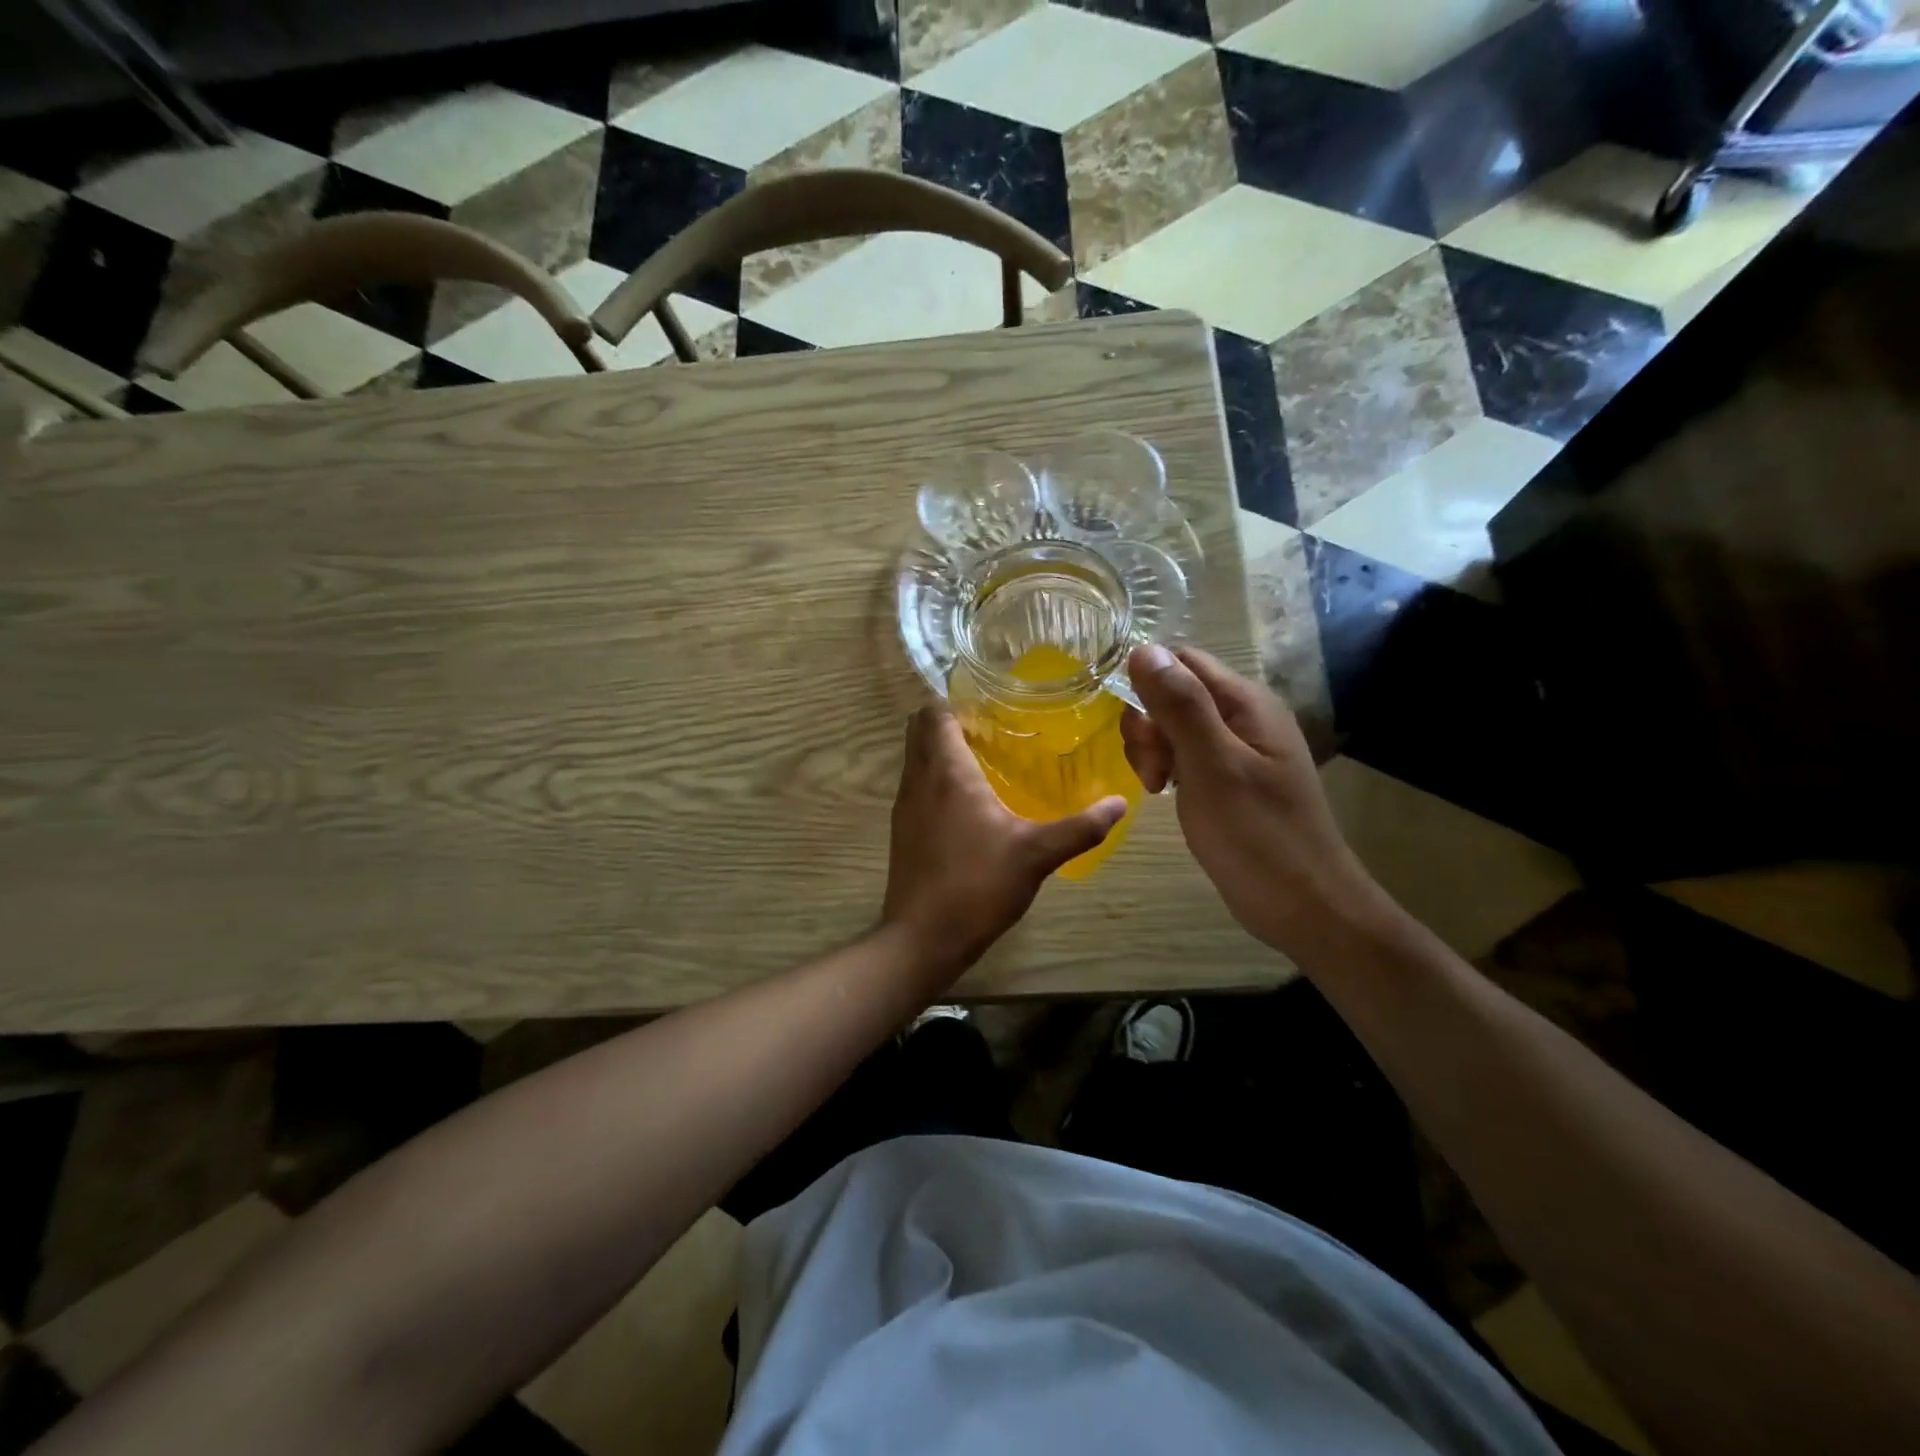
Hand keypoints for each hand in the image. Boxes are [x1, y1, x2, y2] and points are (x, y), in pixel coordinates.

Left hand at [882, 704, 1125, 980]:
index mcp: (947, 771)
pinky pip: (917, 785)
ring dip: (942, 749)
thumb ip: (1080, 827)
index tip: (993, 702)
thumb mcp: (1037, 854)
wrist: (922, 938)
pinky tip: (970, 802)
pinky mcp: (902, 830)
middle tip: (993, 727)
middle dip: (951, 720)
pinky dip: (936, 778)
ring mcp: (904, 806)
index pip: (935, 712)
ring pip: (916, 758)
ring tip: (987, 758)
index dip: (958, 700)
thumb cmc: (977, 885)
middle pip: (921, 729)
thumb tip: (1120, 803)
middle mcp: (918, 779)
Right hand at [1120, 645, 1389, 960]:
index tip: (1138, 734)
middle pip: (1175, 693)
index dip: (1148, 687)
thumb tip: (1144, 649)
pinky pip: (1186, 754)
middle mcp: (1244, 716)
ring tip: (1158, 787)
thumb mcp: (1211, 766)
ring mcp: (1239, 749)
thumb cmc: (1257, 836)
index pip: (1182, 661)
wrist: (1304, 906)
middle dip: (1149, 726)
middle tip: (1152, 772)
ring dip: (1153, 750)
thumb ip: (1180, 706)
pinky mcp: (1231, 778)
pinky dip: (1168, 768)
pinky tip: (1166, 794)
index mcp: (1246, 703)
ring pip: (1174, 726)